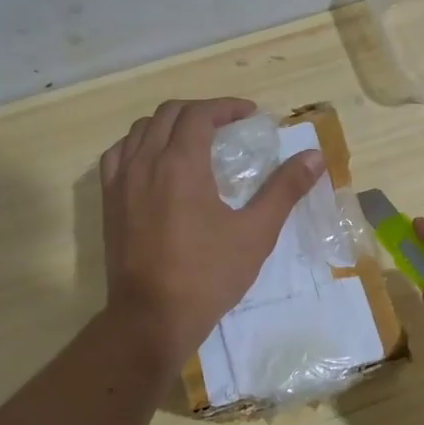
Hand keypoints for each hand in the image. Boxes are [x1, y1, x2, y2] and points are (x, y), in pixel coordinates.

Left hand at [99, 98, 324, 366]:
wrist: (152, 316)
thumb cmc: (208, 274)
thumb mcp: (256, 233)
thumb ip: (284, 189)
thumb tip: (315, 157)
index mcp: (180, 164)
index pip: (199, 114)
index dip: (226, 107)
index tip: (250, 115)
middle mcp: (145, 162)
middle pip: (168, 114)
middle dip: (200, 111)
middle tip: (227, 126)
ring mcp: (120, 182)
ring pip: (140, 130)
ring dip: (169, 125)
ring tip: (193, 140)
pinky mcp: (108, 202)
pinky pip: (118, 155)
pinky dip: (139, 145)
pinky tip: (154, 162)